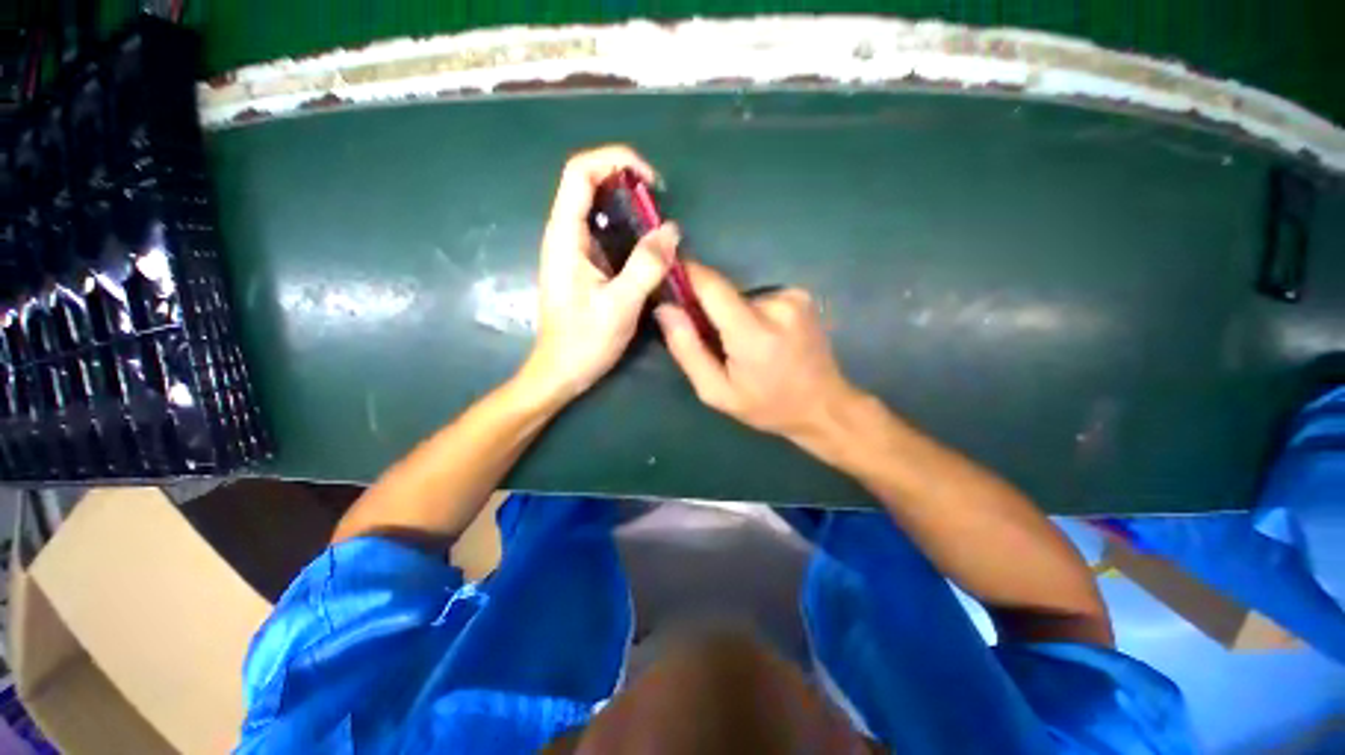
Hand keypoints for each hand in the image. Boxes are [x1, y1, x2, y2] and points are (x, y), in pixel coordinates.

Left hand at [520, 145, 675, 403]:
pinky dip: (630, 233)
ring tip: (660, 230)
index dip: (616, 161)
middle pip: (590, 185)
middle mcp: (565, 235)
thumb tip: (672, 230)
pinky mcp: (584, 266)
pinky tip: (649, 252)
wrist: (561, 371)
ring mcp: (574, 251)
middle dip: (627, 184)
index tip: (651, 182)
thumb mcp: (620, 305)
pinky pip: (607, 235)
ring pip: (600, 211)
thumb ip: (646, 266)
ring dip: (631, 210)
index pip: (581, 172)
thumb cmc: (585, 341)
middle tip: (660, 208)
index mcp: (565, 236)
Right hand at [654, 262, 861, 443]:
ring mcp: (793, 298)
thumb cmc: (767, 406)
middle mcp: (777, 305)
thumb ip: (687, 350)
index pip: (712, 286)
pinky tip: (763, 339)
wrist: (824, 406)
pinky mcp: (801, 297)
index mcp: (753, 332)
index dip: (686, 274)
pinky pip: (760, 299)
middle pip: (724, 293)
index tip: (666, 273)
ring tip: (742, 346)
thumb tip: (665, 309)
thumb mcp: (717, 392)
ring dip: (732, 315)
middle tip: (711, 340)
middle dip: (709, 310)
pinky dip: (752, 314)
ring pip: (741, 297)